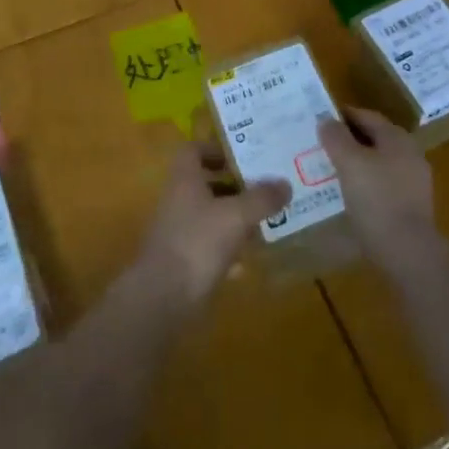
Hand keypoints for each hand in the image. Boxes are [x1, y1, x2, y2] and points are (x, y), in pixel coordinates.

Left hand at [138, 142, 290, 306]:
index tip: (242, 155)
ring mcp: (180, 232)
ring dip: (235, 217)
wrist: (162, 299)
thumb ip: (262, 198)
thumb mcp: (236, 215)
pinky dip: (229, 249)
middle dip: (235, 185)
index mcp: (184, 179)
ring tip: (265, 220)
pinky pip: (210, 247)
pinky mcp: (184, 262)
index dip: (216, 148)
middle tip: (264, 187)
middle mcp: (179, 200)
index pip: (194, 150)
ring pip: (210, 215)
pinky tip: (250, 259)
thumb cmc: (197, 243)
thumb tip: (285, 184)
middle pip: (206, 183)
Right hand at [318, 108, 438, 271]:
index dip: (343, 116)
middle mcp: (410, 154)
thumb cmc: (377, 199)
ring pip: (379, 164)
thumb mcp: (349, 163)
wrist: (408, 252)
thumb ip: (336, 138)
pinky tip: (351, 197)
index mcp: (397, 138)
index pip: (367, 116)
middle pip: (375, 139)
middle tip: (323, 147)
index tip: (321, 122)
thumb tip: (326, 119)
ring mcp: (414, 181)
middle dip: (349, 141)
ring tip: (332, 173)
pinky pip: (384, 186)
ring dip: (358, 165)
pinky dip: (367, 185)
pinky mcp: (412, 207)